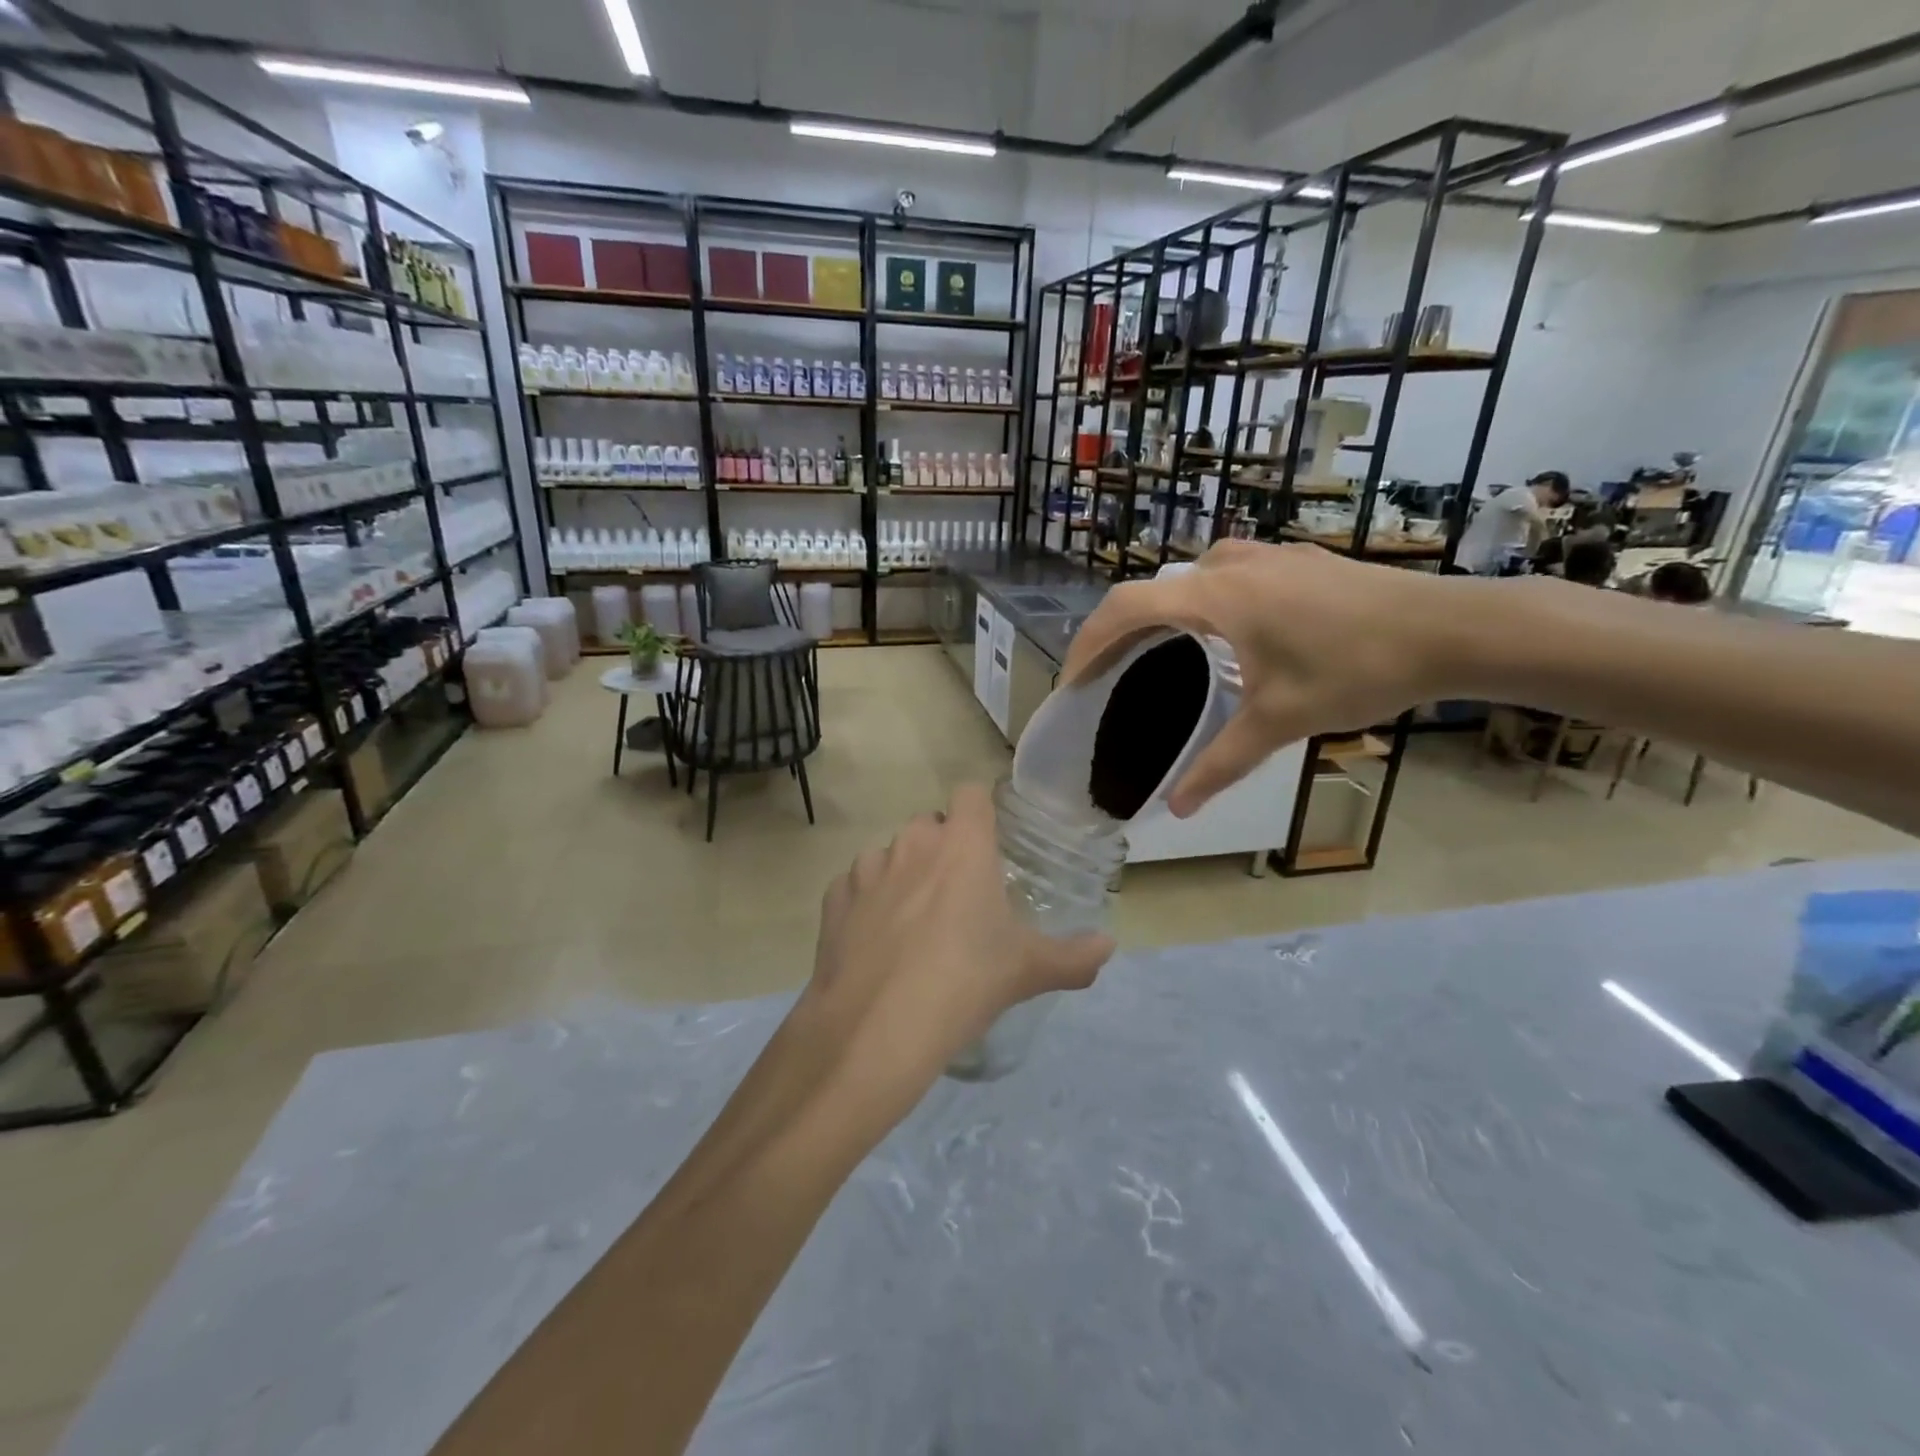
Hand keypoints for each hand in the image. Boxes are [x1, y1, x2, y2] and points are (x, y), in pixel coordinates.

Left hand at [802, 782, 1113, 1121]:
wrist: (876, 1028)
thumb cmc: (964, 982)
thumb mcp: (1028, 970)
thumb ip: (1075, 956)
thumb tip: (1109, 947)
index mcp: (962, 845)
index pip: (971, 794)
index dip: (980, 812)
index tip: (990, 844)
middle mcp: (911, 843)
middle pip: (929, 825)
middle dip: (943, 848)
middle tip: (959, 896)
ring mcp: (866, 869)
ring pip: (889, 854)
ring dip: (903, 874)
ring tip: (914, 924)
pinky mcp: (833, 900)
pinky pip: (854, 886)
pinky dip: (866, 903)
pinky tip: (875, 942)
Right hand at [1061, 541, 1454, 815]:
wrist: (1452, 628)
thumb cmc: (1358, 670)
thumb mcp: (1281, 721)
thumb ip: (1221, 763)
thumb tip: (1176, 808)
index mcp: (1214, 596)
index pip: (1124, 607)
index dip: (1088, 643)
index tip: (1073, 681)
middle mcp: (1230, 565)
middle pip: (1149, 591)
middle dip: (1118, 632)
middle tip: (1107, 676)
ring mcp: (1265, 556)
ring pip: (1187, 579)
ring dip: (1160, 613)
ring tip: (1157, 656)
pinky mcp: (1294, 560)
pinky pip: (1224, 576)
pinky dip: (1198, 604)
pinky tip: (1221, 636)